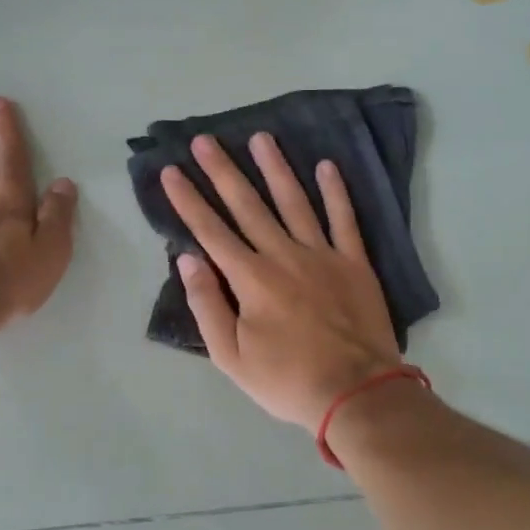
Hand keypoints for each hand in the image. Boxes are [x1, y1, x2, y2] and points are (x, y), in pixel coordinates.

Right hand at [163, 132, 400, 429]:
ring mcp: (322, 254)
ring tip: (261, 137)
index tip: (171, 171)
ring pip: (294, 201)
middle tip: (206, 139)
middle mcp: (283, 255)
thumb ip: (208, 306)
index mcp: (251, 279)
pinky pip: (344, 218)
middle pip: (247, 206)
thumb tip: (188, 260)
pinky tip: (326, 166)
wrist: (357, 392)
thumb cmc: (287, 380)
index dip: (188, 200)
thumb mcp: (232, 357)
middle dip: (223, 171)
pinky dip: (335, 191)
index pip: (210, 231)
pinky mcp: (354, 262)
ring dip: (276, 168)